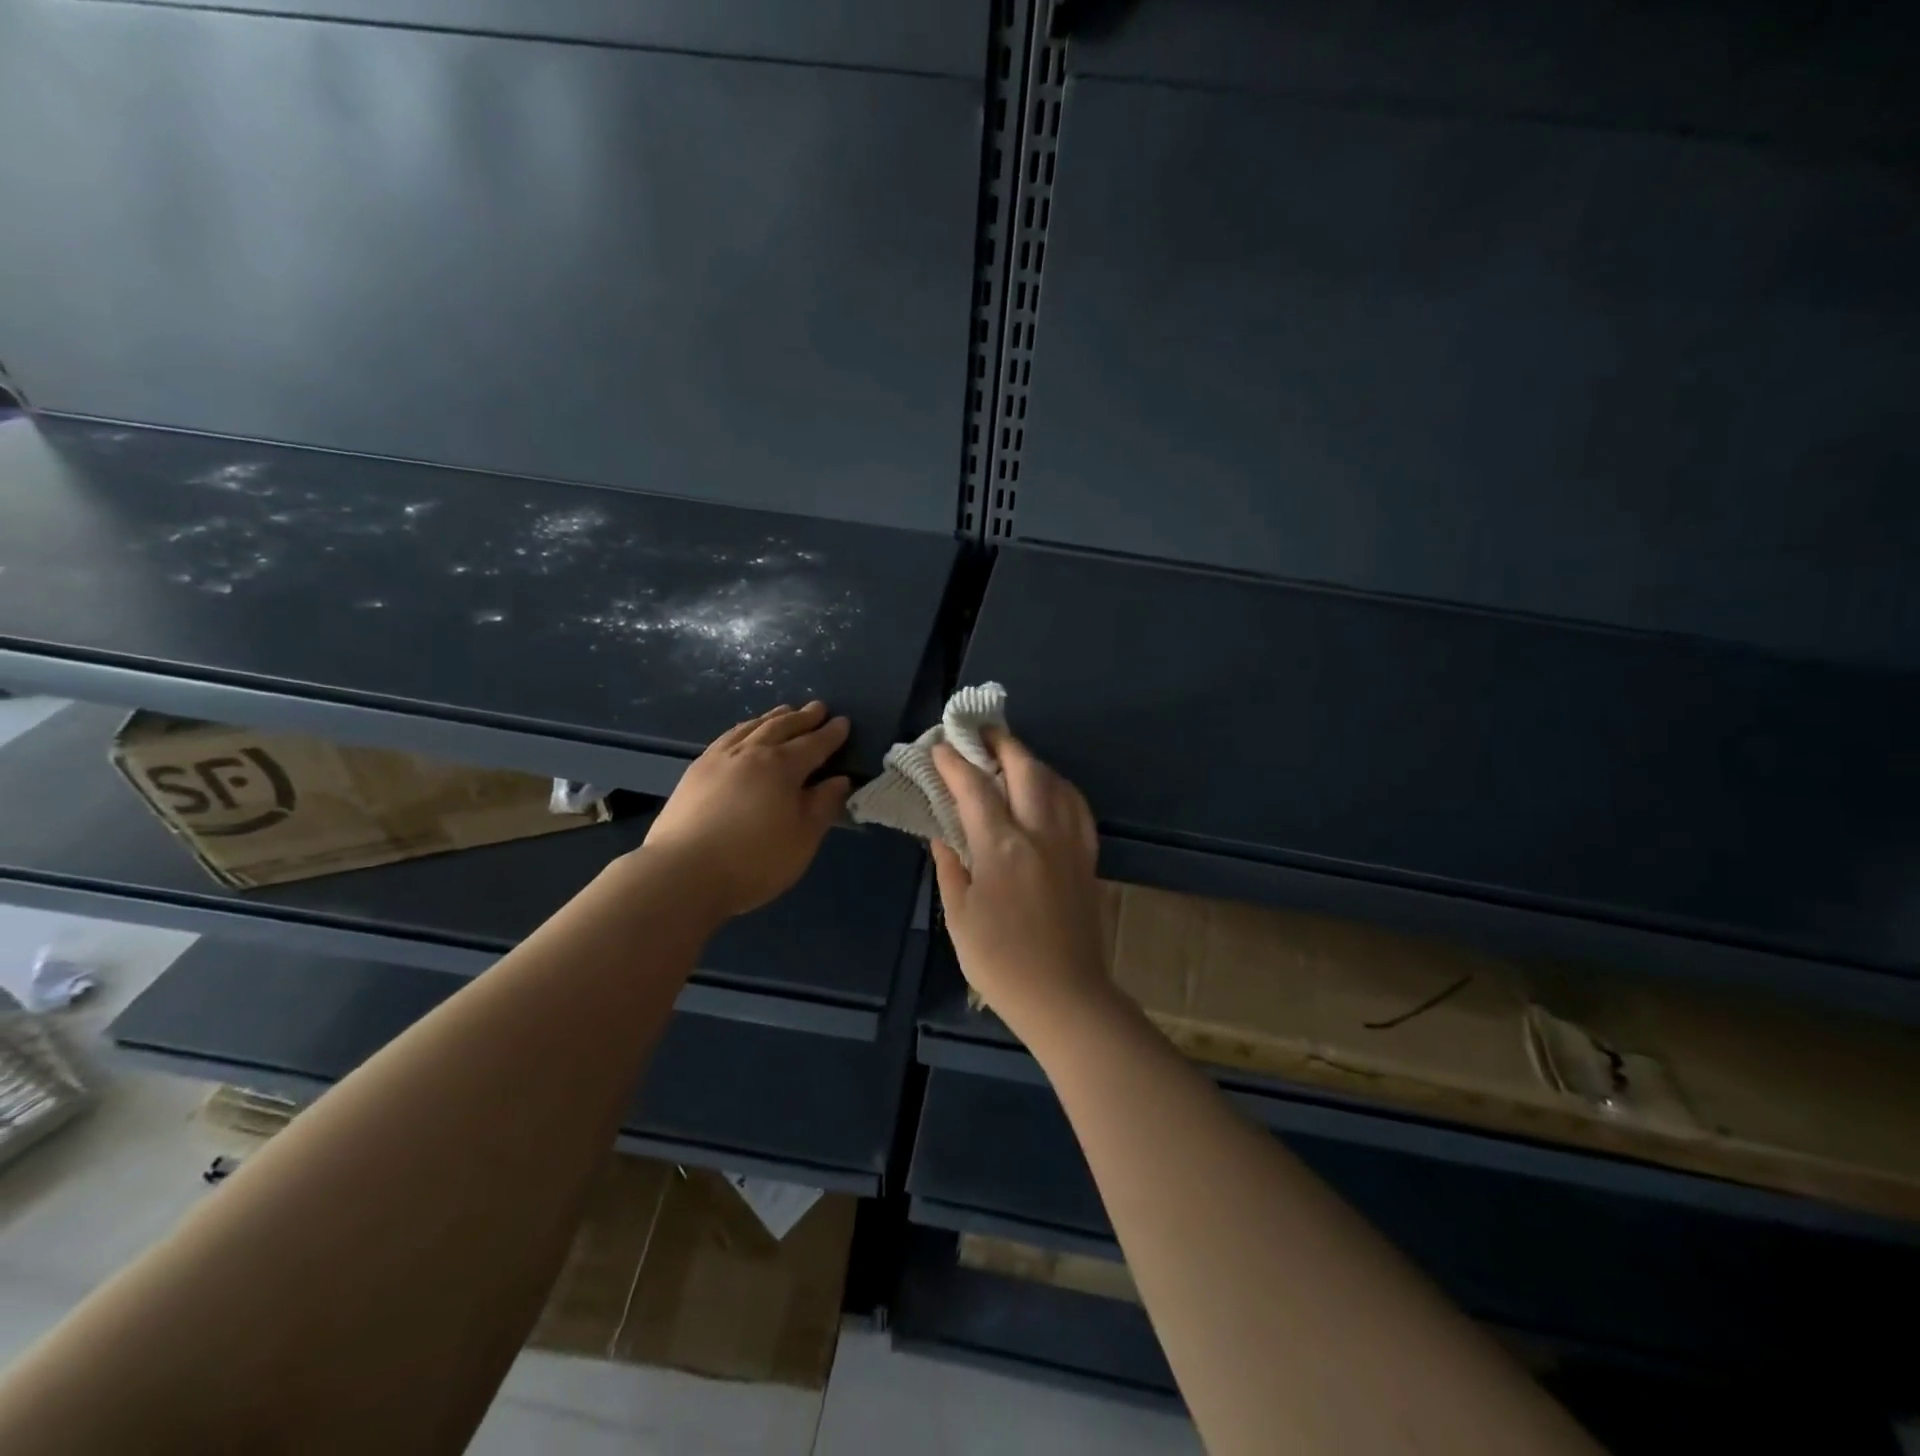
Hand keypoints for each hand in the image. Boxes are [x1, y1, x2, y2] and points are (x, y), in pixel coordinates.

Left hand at [640, 702, 851, 919]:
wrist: (682, 873)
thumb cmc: (754, 860)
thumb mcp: (803, 838)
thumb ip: (823, 806)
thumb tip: (839, 780)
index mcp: (782, 767)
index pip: (813, 745)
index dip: (830, 734)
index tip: (843, 722)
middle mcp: (750, 753)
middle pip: (781, 728)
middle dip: (802, 718)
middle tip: (817, 708)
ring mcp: (718, 759)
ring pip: (750, 727)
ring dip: (772, 718)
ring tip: (783, 711)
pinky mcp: (695, 772)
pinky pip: (726, 738)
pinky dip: (743, 729)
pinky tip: (742, 734)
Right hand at [929, 730, 1113, 1037]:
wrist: (1065, 996)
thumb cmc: (1000, 962)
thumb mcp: (959, 916)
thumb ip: (950, 866)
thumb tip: (943, 833)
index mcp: (1002, 848)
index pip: (975, 788)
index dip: (954, 763)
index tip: (939, 747)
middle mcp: (1040, 833)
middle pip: (1025, 769)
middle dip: (1001, 743)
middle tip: (980, 733)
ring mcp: (1070, 842)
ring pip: (1055, 781)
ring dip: (1031, 760)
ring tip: (1010, 756)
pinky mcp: (1088, 856)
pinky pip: (1076, 806)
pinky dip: (1059, 786)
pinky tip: (1048, 789)